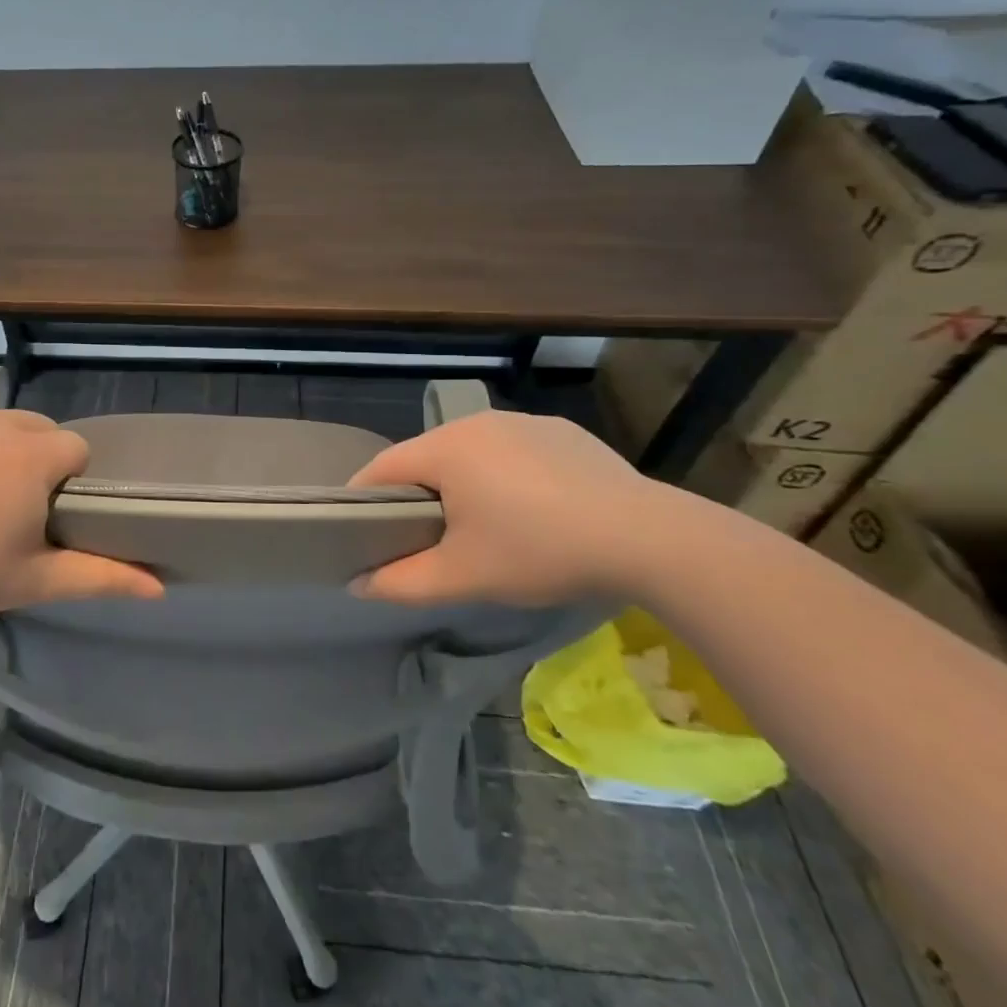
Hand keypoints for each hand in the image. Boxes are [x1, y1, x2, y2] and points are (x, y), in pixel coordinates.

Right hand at [347, 410, 680, 605]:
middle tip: (427, 539)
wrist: (649, 539)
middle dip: (418, 495)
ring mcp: (525, 422)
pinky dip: (508, 476)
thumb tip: (358, 584)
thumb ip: (402, 582)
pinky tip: (535, 510)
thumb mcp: (463, 577)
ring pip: (471, 453)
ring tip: (484, 526)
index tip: (363, 532)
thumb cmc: (539, 551)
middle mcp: (478, 422)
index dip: (364, 500)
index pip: (382, 467)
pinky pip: (514, 451)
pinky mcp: (563, 432)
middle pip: (426, 458)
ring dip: (464, 484)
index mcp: (446, 448)